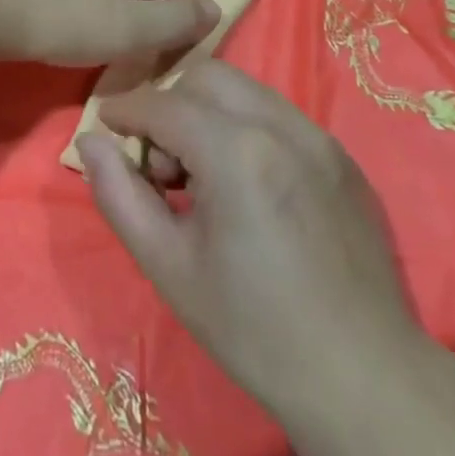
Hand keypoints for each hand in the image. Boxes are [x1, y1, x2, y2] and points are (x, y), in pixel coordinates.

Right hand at [77, 61, 429, 426]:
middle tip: (162, 163)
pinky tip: (249, 184)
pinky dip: (248, 126)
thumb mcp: (170, 268)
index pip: (163, 104)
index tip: (106, 125)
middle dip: (171, 104)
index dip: (126, 110)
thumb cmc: (254, 330)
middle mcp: (279, 124)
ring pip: (245, 89)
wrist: (364, 378)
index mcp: (236, 151)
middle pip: (205, 77)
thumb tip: (91, 143)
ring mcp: (317, 135)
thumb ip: (121, 196)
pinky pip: (279, 114)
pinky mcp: (340, 154)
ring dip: (210, 112)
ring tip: (205, 175)